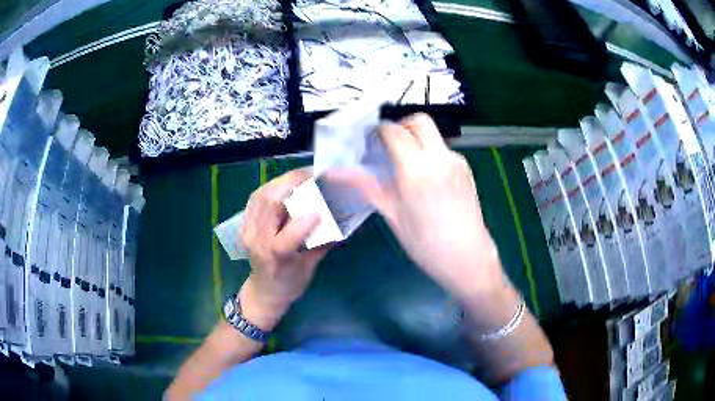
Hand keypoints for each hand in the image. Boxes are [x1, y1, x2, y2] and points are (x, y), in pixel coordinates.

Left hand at [239, 168, 327, 329]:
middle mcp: (257, 242)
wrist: (264, 291)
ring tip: (303, 175)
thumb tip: (343, 218)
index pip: (285, 240)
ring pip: (262, 195)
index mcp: (276, 260)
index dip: (303, 222)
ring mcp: (248, 230)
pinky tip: (286, 183)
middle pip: (269, 205)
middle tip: (315, 175)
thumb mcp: (310, 267)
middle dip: (293, 183)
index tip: (322, 209)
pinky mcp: (245, 222)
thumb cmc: (290, 283)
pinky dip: (272, 186)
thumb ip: (323, 243)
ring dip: (283, 181)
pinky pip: (256, 197)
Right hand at [329, 114, 502, 299]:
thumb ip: (365, 186)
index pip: (394, 131)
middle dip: (400, 126)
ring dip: (416, 139)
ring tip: (405, 165)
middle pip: (419, 121)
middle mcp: (439, 157)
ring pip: (433, 134)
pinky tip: (424, 177)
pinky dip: (429, 152)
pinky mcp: (466, 168)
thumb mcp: (392, 214)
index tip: (370, 143)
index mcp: (417, 168)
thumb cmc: (425, 243)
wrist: (467, 257)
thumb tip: (334, 173)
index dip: (379, 131)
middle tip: (388, 147)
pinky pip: (443, 149)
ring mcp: (456, 161)